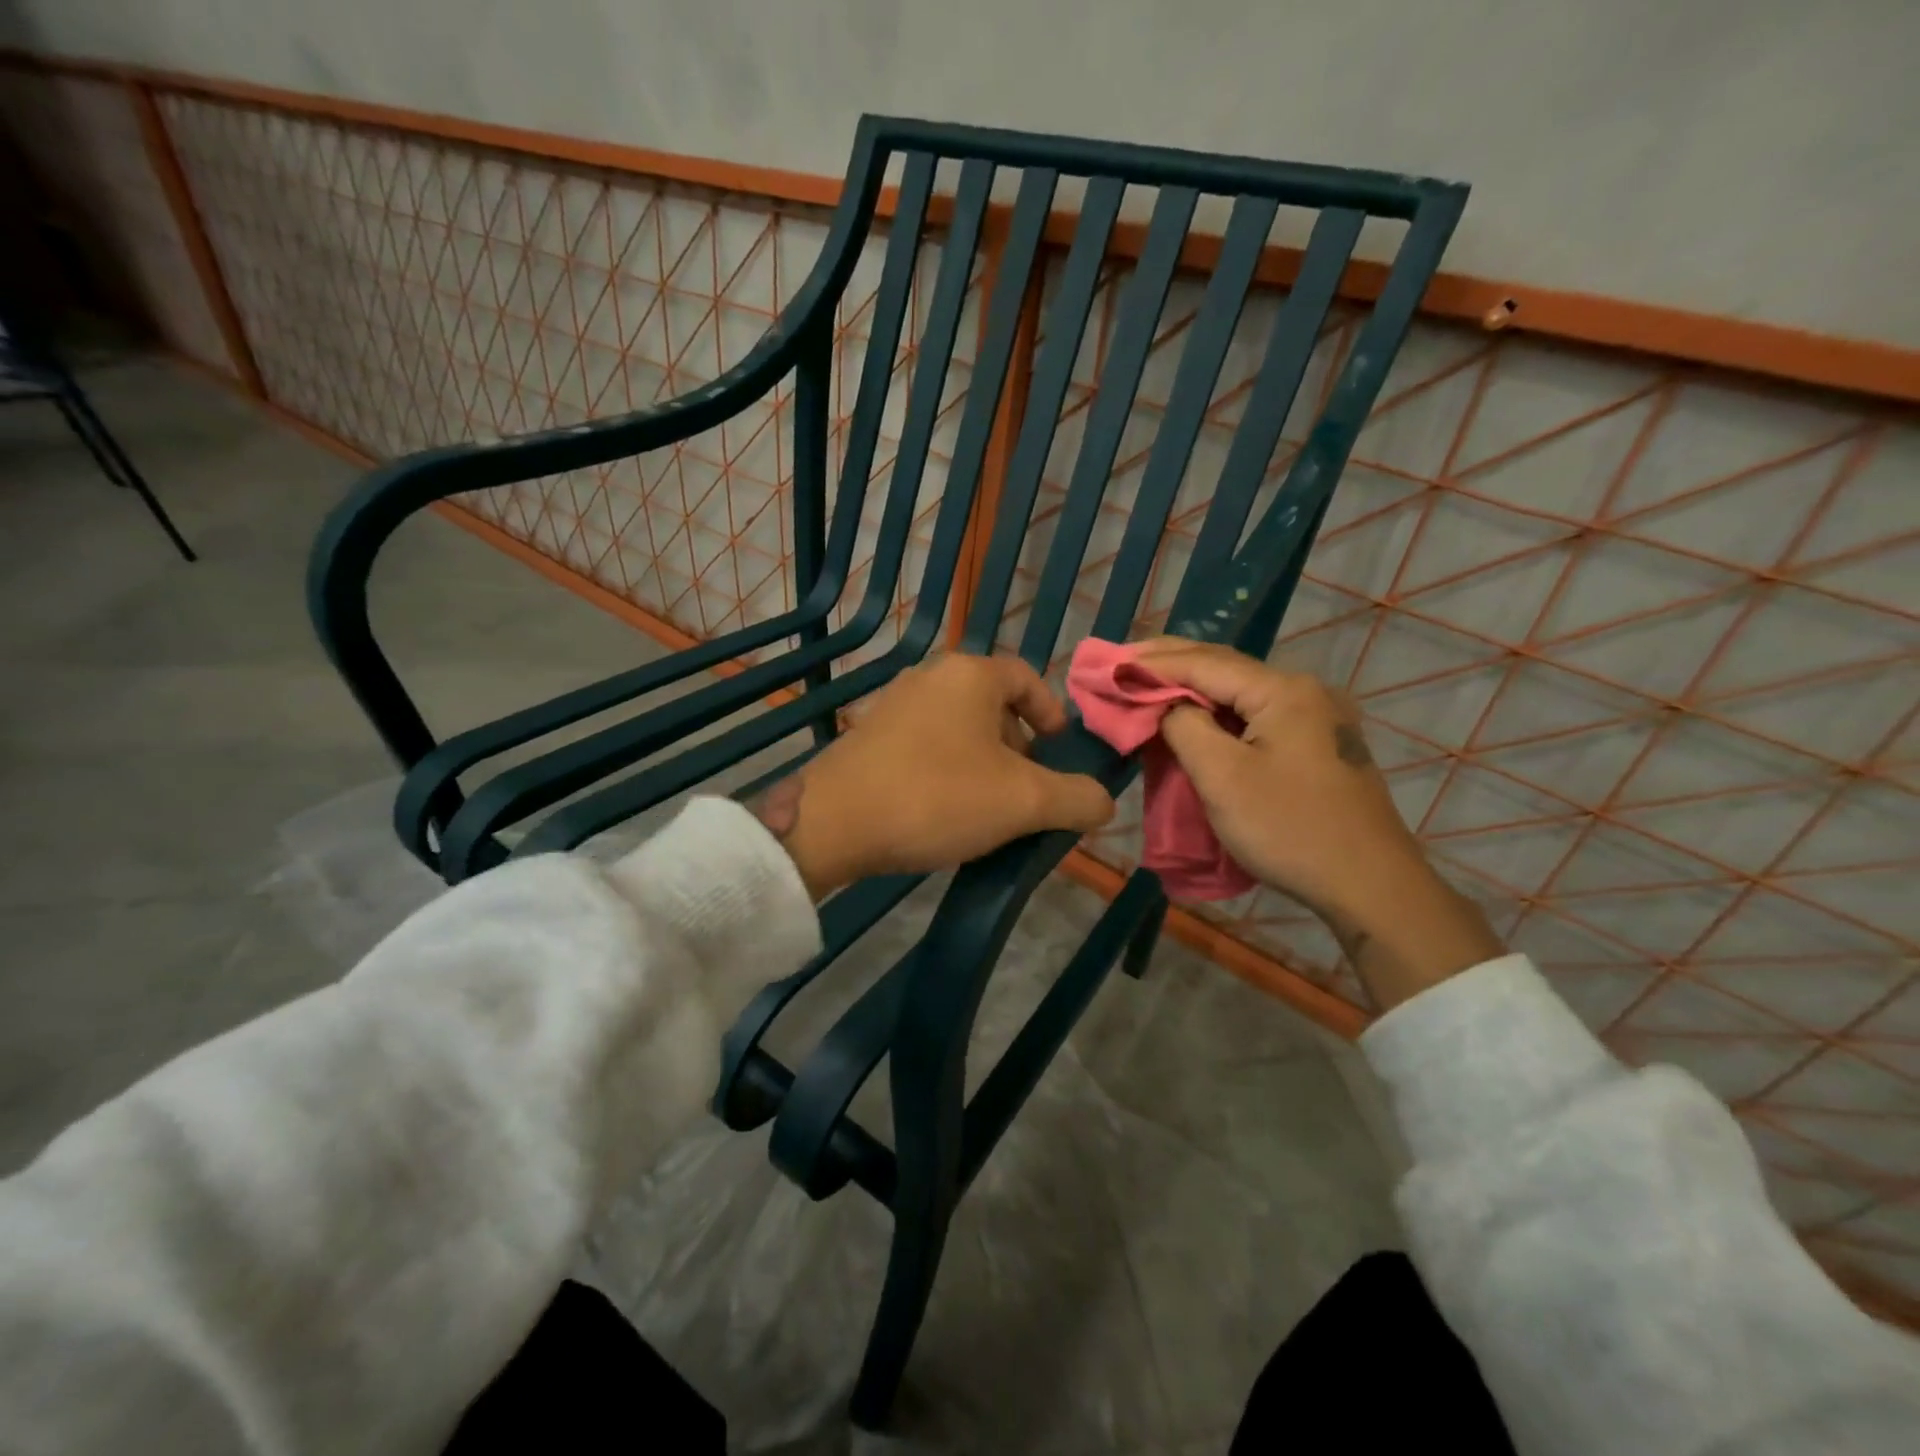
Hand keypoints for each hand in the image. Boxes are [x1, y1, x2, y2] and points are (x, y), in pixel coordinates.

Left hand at [759, 654, 1114, 899]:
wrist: (833, 823)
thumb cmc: (937, 797)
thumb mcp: (1023, 802)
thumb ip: (1077, 799)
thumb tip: (1103, 802)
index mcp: (971, 675)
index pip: (1026, 678)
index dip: (1051, 712)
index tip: (1058, 751)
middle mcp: (930, 676)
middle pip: (992, 704)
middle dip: (1017, 746)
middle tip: (1025, 790)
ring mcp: (892, 704)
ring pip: (958, 727)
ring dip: (982, 762)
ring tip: (986, 807)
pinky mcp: (867, 736)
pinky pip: (925, 745)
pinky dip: (947, 770)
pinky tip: (942, 811)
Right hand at [1135, 638, 1502, 1007]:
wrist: (1370, 886)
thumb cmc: (1289, 829)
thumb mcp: (1222, 777)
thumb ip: (1184, 727)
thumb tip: (1165, 706)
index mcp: (1284, 691)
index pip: (1204, 663)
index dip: (1153, 662)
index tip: (1109, 663)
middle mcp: (1305, 691)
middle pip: (1225, 668)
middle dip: (1171, 664)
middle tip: (1122, 662)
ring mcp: (1317, 718)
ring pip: (1241, 692)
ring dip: (1193, 688)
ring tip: (1149, 683)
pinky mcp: (1318, 745)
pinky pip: (1257, 715)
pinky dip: (1218, 712)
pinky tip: (1195, 715)